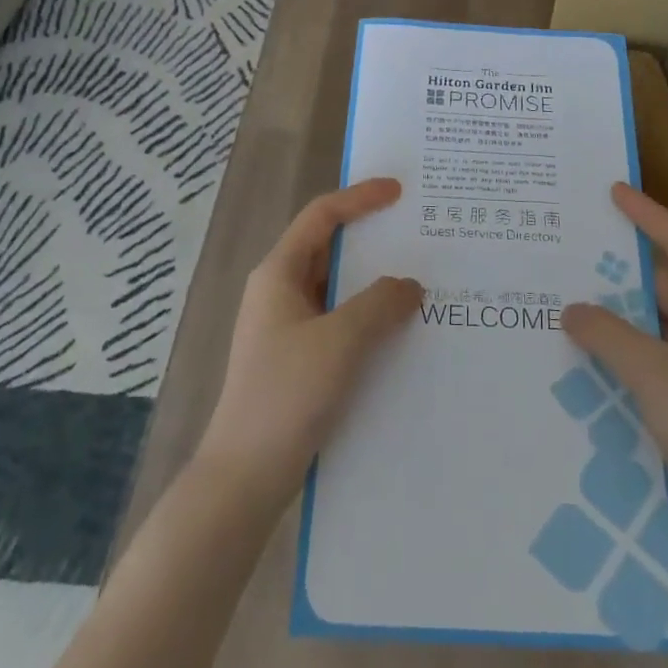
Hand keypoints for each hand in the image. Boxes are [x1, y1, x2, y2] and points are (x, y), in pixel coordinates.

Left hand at [195, 179, 421, 510]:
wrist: (245, 475)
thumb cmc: (286, 395)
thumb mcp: (340, 342)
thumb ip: (379, 304)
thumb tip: (410, 284)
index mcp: (279, 274)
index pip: (321, 216)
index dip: (360, 198)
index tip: (399, 191)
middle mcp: (280, 292)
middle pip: (329, 249)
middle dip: (373, 239)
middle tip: (419, 235)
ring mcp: (287, 327)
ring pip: (337, 289)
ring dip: (374, 283)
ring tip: (421, 280)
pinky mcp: (298, 359)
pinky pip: (339, 322)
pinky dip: (369, 317)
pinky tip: (401, 331)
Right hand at [563, 183, 667, 551]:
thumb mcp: (655, 373)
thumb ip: (608, 333)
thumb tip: (572, 309)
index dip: (646, 215)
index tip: (612, 190)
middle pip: (666, 283)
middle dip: (622, 267)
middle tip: (573, 246)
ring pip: (655, 324)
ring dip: (617, 312)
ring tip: (567, 293)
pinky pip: (650, 357)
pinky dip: (621, 348)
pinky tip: (584, 350)